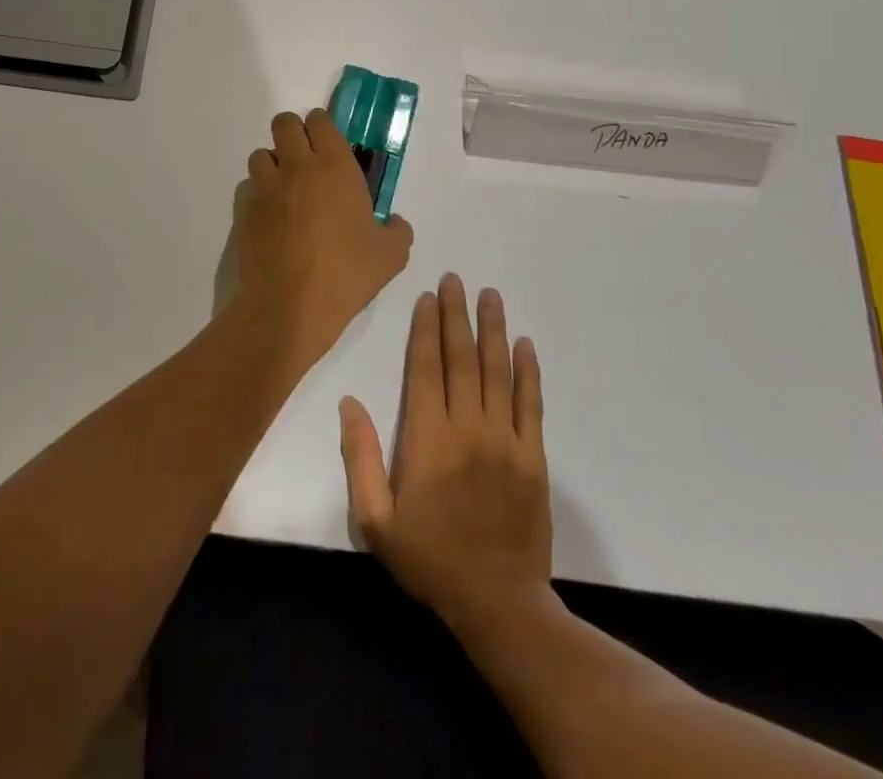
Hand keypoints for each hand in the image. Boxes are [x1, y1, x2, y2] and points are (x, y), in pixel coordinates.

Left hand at [232, 109, 413, 373]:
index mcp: (335, 167)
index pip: (320, 120)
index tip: (328, 145)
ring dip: (273, 165)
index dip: (322, 127)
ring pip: (262, 154)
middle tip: (305, 161)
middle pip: (284, 123)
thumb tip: (394, 223)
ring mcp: (266, 186)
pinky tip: (270, 218)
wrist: (289, 306)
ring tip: (286, 191)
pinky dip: (258, 194)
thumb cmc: (345, 275)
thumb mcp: (390, 256)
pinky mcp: (244, 208)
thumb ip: (397, 231)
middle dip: (293, 134)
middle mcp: (297, 166)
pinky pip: (248, 187)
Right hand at [340, 274, 552, 636]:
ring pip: (497, 371)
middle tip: (456, 279)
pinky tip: (524, 344)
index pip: (426, 367)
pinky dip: (528, 371)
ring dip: (493, 330)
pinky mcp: (532, 457)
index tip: (428, 297)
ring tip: (490, 295)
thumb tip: (349, 403)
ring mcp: (504, 439)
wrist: (498, 602)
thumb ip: (360, 457)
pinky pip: (531, 403)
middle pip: (461, 358)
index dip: (426, 328)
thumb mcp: (375, 519)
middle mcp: (467, 426)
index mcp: (427, 437)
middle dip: (457, 315)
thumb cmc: (429, 558)